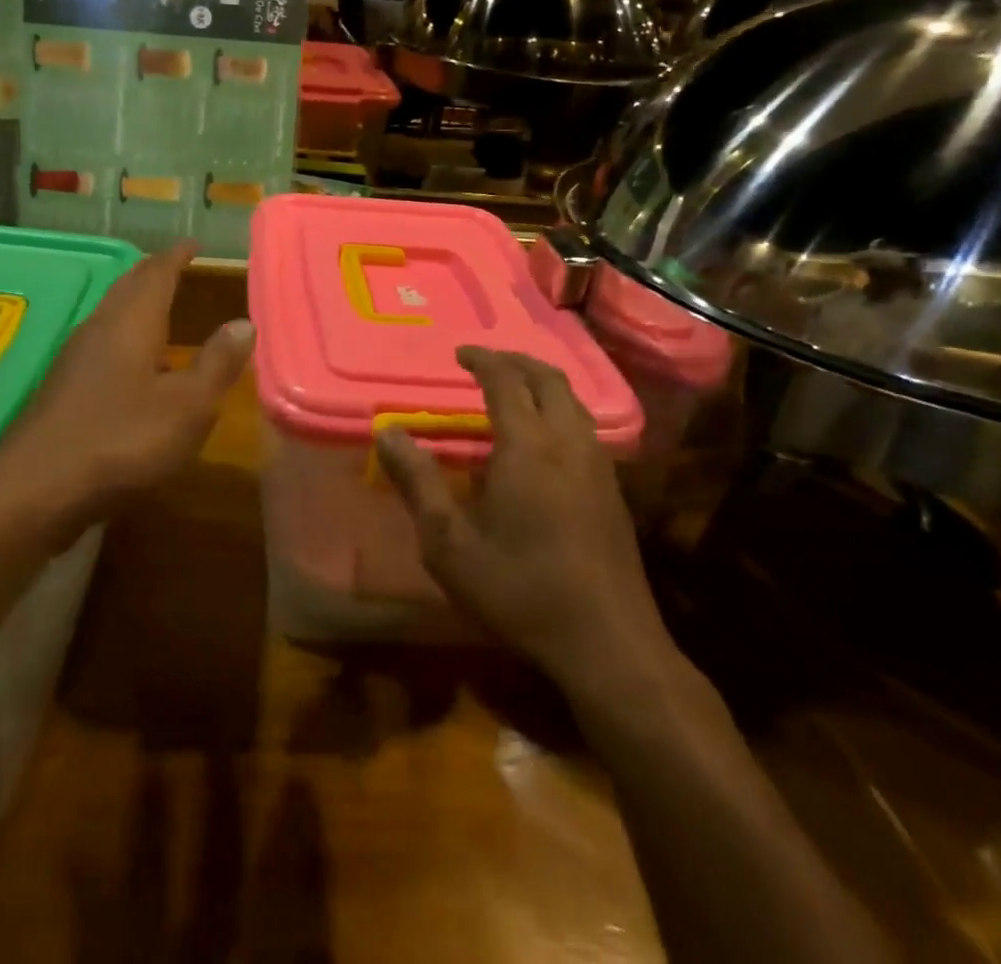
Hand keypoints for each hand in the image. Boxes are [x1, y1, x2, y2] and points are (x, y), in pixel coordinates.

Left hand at [0, 242, 253, 523]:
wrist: (36, 490)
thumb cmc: (122, 440)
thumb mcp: (188, 406)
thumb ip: (217, 363)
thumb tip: (244, 323)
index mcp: (131, 323)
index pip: (157, 274)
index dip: (176, 257)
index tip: (192, 243)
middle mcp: (99, 330)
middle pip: (127, 288)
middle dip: (152, 272)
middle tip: (174, 264)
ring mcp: (74, 359)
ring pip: (110, 315)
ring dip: (134, 303)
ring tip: (158, 305)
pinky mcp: (62, 389)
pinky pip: (100, 344)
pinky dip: (123, 335)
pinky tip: (132, 363)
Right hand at [375, 347, 682, 700]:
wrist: (607, 645)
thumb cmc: (518, 589)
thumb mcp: (448, 542)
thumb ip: (417, 481)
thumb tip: (387, 432)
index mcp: (528, 446)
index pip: (506, 380)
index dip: (483, 359)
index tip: (460, 354)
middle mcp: (568, 443)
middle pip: (549, 379)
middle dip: (516, 361)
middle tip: (486, 363)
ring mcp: (598, 466)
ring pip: (574, 402)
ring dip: (542, 383)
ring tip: (514, 391)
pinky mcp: (613, 491)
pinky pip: (585, 427)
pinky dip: (560, 410)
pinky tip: (544, 440)